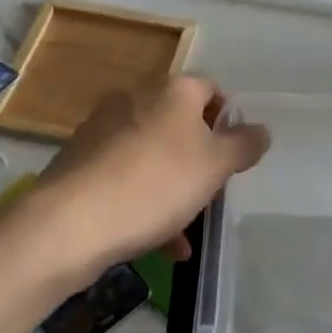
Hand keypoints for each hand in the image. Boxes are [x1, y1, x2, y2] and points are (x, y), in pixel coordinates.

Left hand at [19, 76, 269, 287]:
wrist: (71, 223)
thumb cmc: (156, 184)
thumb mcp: (214, 166)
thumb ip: (243, 145)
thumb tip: (260, 129)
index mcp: (171, 91)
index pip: (210, 89)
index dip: (227, 119)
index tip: (235, 154)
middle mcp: (135, 99)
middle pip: (179, 123)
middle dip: (199, 159)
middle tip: (212, 192)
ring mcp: (102, 129)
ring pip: (152, 154)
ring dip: (174, 187)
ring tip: (187, 231)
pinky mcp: (80, 161)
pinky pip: (124, 176)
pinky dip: (145, 201)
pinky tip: (160, 243)